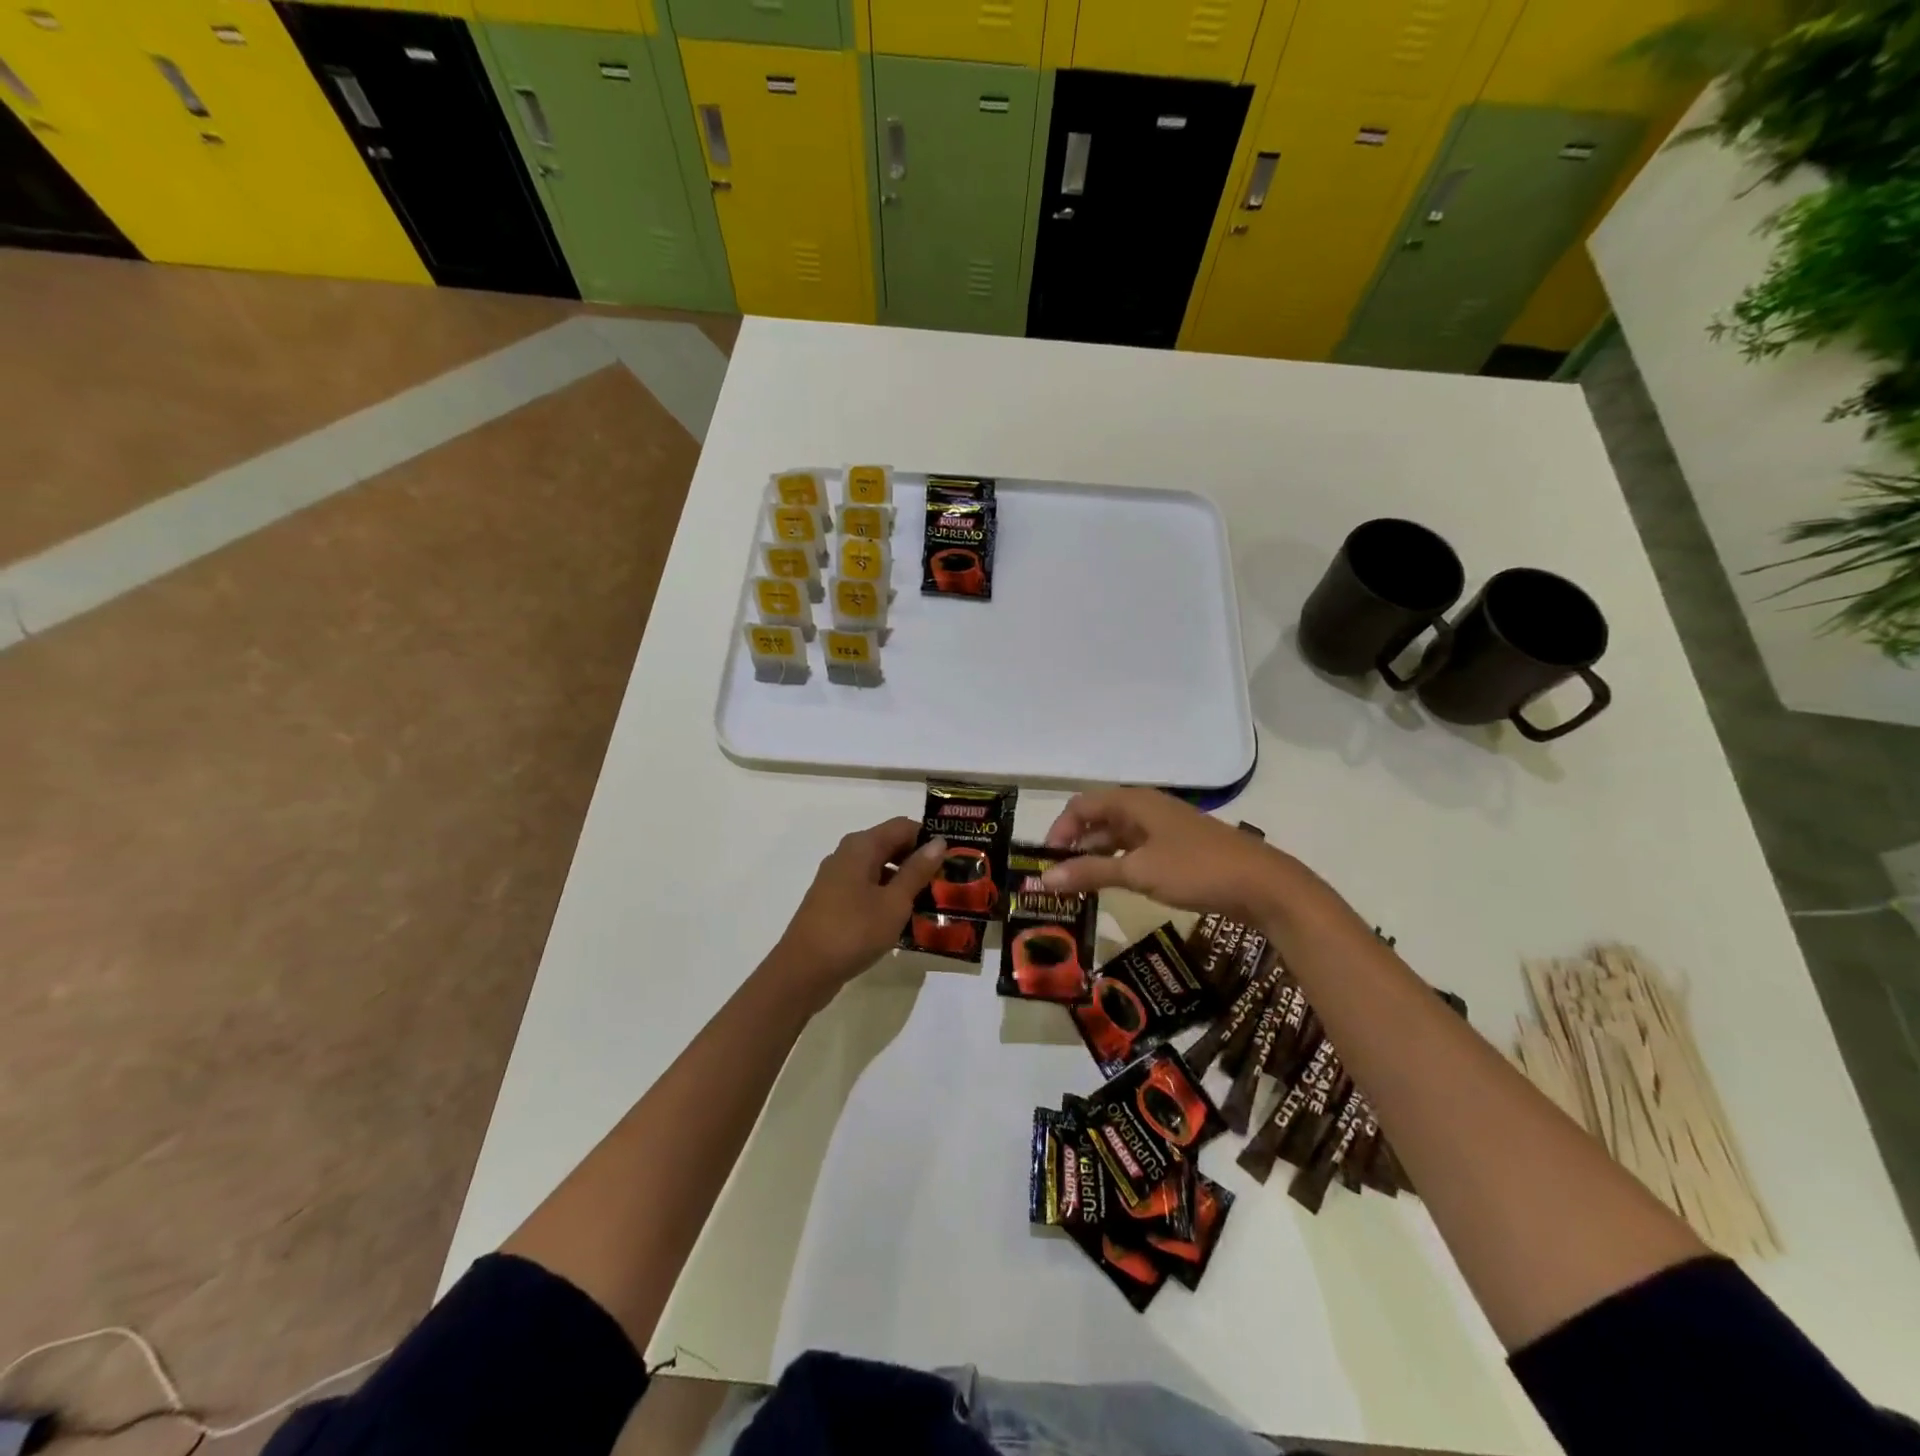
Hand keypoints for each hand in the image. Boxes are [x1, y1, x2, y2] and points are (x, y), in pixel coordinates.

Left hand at [770, 817, 945, 1007]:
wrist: (802, 972)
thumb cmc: (853, 931)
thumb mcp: (894, 902)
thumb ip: (917, 871)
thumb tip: (938, 843)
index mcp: (861, 846)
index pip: (903, 826)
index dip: (929, 838)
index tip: (954, 857)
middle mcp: (847, 855)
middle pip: (890, 845)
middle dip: (919, 861)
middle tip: (948, 882)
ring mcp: (837, 879)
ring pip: (880, 869)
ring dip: (905, 881)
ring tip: (933, 902)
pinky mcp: (834, 901)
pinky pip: (868, 888)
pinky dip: (888, 897)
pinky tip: (905, 919)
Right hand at [1041, 787, 1293, 924]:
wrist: (1262, 884)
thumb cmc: (1195, 869)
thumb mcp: (1138, 871)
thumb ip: (1089, 873)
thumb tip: (1044, 880)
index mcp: (1134, 802)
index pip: (1081, 806)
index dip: (1059, 830)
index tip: (1046, 862)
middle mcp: (1146, 808)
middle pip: (1098, 820)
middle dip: (1074, 845)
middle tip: (1057, 878)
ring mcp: (1163, 828)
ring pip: (1117, 837)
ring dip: (1095, 858)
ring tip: (1077, 887)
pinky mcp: (1177, 849)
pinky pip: (1136, 851)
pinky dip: (1117, 865)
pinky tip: (1111, 886)